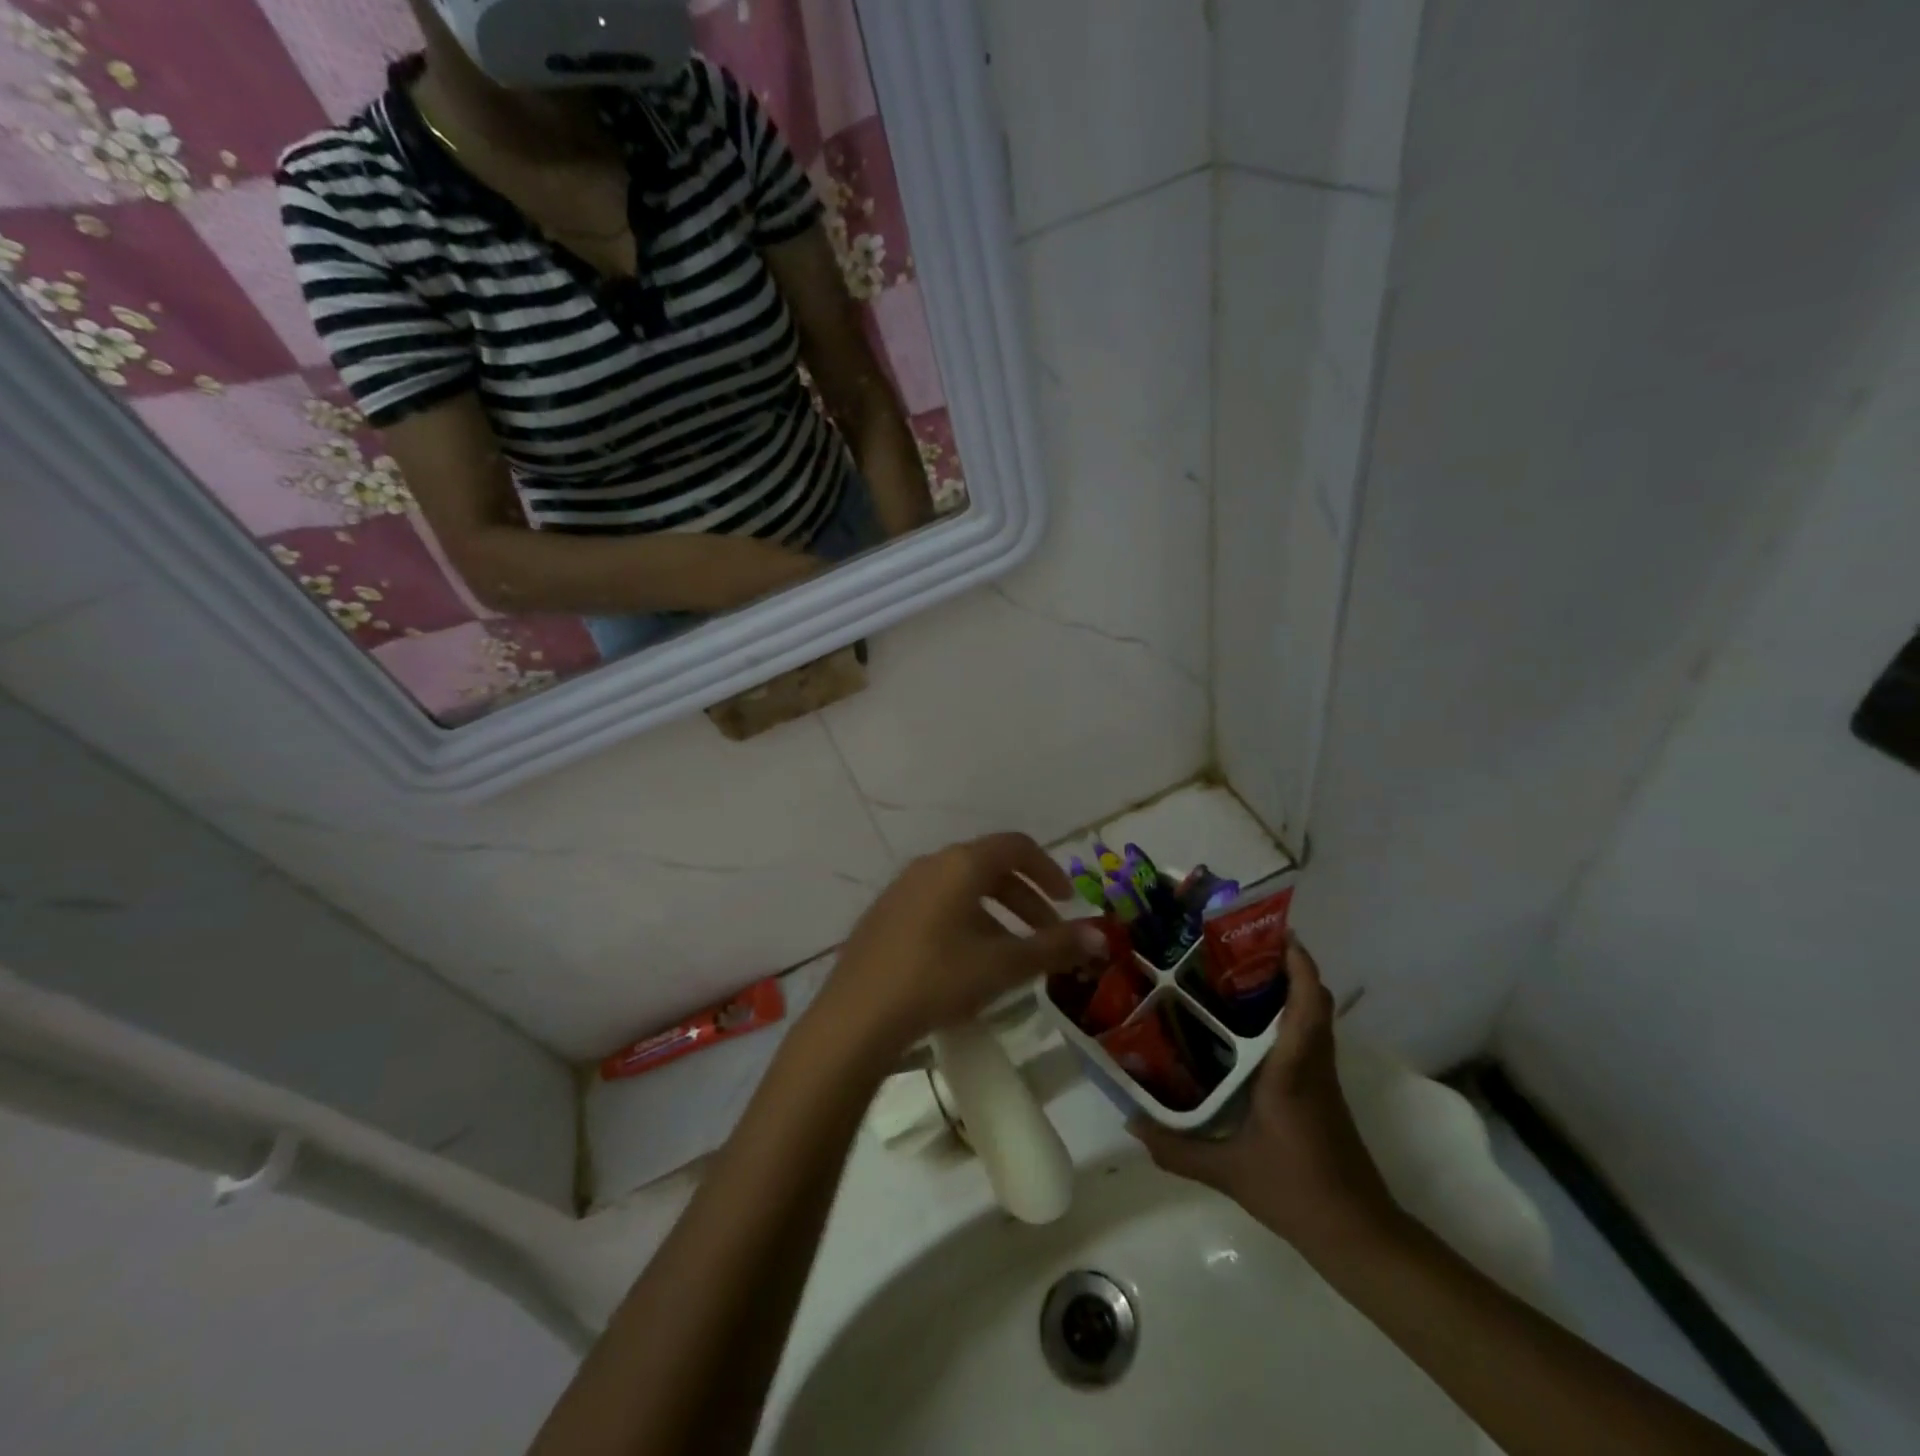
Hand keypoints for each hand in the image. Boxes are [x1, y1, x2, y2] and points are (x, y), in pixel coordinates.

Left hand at [814, 833, 1106, 1059]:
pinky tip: (966, 963)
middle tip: (1047, 937)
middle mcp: (931, 864)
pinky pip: (936, 904)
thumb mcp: (1003, 965)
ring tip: (1011, 956)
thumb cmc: (938, 978)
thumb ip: (1055, 947)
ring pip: (962, 889)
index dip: (1048, 870)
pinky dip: (965, 921)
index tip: (1067, 903)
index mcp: (961, 864)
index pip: (1016, 846)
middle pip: (990, 868)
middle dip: (1026, 900)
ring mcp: (902, 888)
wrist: (858, 1015)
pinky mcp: (884, 914)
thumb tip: (1101, 937)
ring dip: (996, 914)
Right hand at [1129, 938, 1400, 1256]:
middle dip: (1286, 966)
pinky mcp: (1323, 1094)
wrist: (1358, 1235)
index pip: (1308, 1003)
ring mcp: (1322, 1079)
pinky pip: (1308, 1039)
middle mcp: (1313, 1064)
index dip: (1298, 963)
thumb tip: (1130, 1122)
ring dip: (1288, 990)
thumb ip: (1176, 1148)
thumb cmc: (1296, 1191)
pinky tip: (1246, 1032)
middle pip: (1314, 1000)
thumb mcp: (1229, 1171)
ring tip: (1235, 978)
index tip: (1273, 931)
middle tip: (1237, 950)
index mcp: (1293, 1069)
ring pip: (1314, 1018)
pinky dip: (1287, 1019)